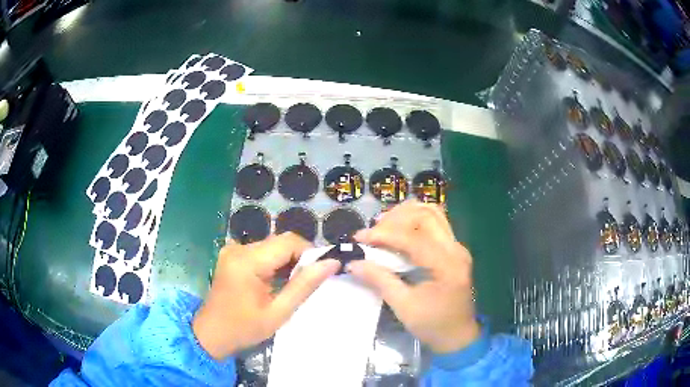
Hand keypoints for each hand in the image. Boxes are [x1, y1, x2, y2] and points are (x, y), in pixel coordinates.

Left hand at [193, 233, 340, 358]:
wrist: (211, 334)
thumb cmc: (244, 328)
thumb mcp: (278, 312)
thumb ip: (304, 285)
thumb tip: (331, 262)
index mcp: (247, 261)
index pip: (288, 242)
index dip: (309, 253)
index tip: (320, 272)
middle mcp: (238, 248)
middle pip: (279, 241)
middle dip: (298, 258)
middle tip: (307, 282)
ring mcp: (232, 250)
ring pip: (271, 245)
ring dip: (286, 261)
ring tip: (292, 284)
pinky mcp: (231, 255)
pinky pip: (260, 251)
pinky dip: (273, 263)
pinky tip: (275, 282)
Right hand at [348, 201, 479, 353]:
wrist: (457, 336)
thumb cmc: (432, 325)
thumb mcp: (403, 306)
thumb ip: (380, 280)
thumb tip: (353, 263)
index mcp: (446, 265)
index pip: (413, 238)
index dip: (384, 235)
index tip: (359, 238)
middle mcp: (455, 249)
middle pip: (426, 216)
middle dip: (396, 218)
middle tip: (373, 230)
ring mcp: (457, 247)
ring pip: (433, 214)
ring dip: (407, 214)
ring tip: (384, 224)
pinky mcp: (454, 250)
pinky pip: (436, 223)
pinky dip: (415, 220)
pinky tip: (400, 229)